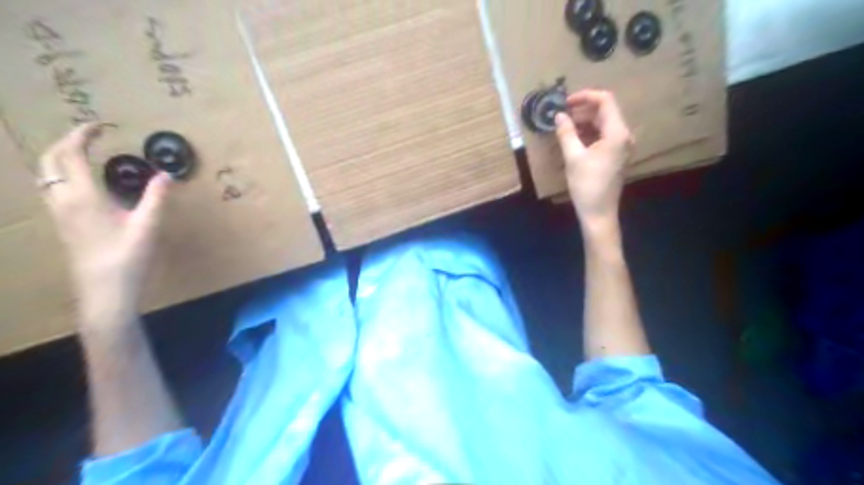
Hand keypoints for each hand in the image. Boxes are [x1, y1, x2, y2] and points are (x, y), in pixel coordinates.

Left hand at [38, 124, 170, 326]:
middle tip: (90, 136)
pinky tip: (81, 182)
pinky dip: (60, 173)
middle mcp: (63, 200)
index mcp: (83, 197)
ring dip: (59, 157)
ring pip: (46, 174)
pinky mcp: (61, 223)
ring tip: (83, 153)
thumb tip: (167, 174)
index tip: (100, 126)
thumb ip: (156, 197)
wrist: (104, 289)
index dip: (83, 136)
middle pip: (49, 160)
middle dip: (66, 141)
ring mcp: (58, 213)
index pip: (72, 155)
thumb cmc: (128, 257)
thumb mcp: (147, 226)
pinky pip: (51, 188)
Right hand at [556, 88, 632, 225]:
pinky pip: (604, 136)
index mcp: (617, 132)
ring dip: (584, 122)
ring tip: (564, 127)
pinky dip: (589, 133)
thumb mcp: (573, 157)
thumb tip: (559, 115)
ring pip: (604, 124)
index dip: (585, 96)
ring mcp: (621, 146)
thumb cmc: (586, 185)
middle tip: (562, 115)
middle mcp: (624, 135)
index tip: (566, 102)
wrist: (599, 213)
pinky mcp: (616, 155)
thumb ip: (566, 133)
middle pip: (605, 111)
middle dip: (583, 110)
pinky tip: (573, 139)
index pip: (605, 100)